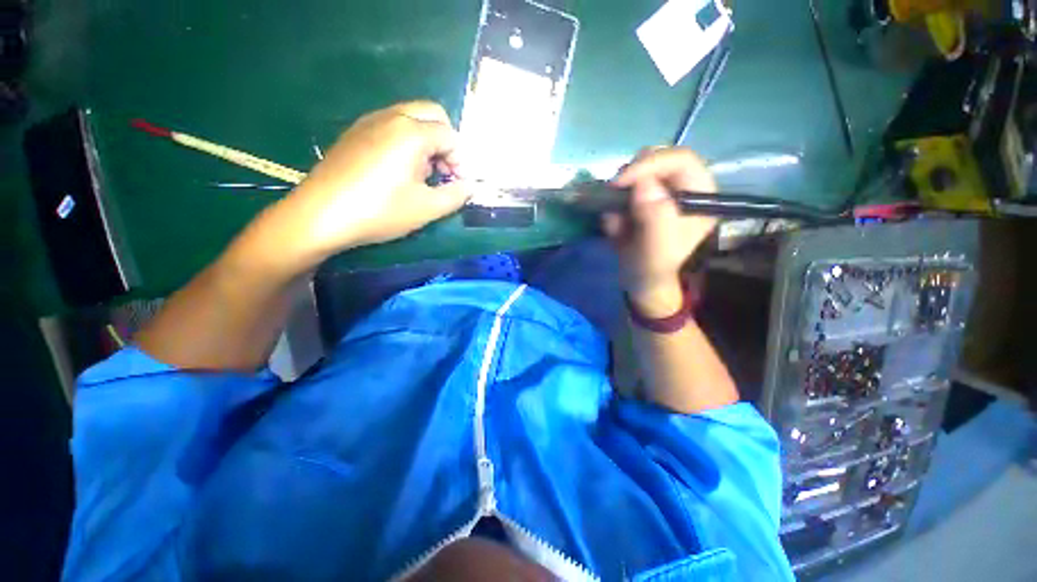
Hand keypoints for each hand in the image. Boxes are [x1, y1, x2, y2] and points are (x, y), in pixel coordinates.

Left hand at [282, 101, 468, 257]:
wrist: (321, 215)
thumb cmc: (380, 211)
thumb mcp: (427, 209)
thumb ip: (456, 195)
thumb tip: (469, 186)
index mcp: (412, 133)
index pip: (451, 136)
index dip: (461, 161)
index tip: (457, 184)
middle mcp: (392, 117)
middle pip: (432, 114)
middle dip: (446, 142)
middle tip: (444, 171)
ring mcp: (370, 121)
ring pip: (411, 117)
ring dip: (427, 140)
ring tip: (422, 174)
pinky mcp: (355, 132)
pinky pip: (391, 125)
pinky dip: (406, 140)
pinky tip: (398, 170)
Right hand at [603, 148, 717, 315]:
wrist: (640, 284)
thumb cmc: (653, 270)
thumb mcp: (656, 250)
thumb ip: (655, 217)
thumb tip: (642, 183)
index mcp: (699, 196)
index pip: (680, 159)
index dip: (649, 164)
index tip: (620, 182)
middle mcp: (682, 189)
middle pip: (656, 160)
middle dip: (630, 179)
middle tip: (613, 199)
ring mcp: (661, 194)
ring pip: (635, 174)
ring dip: (618, 197)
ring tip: (616, 224)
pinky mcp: (643, 202)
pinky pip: (622, 193)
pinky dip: (613, 207)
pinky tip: (615, 229)